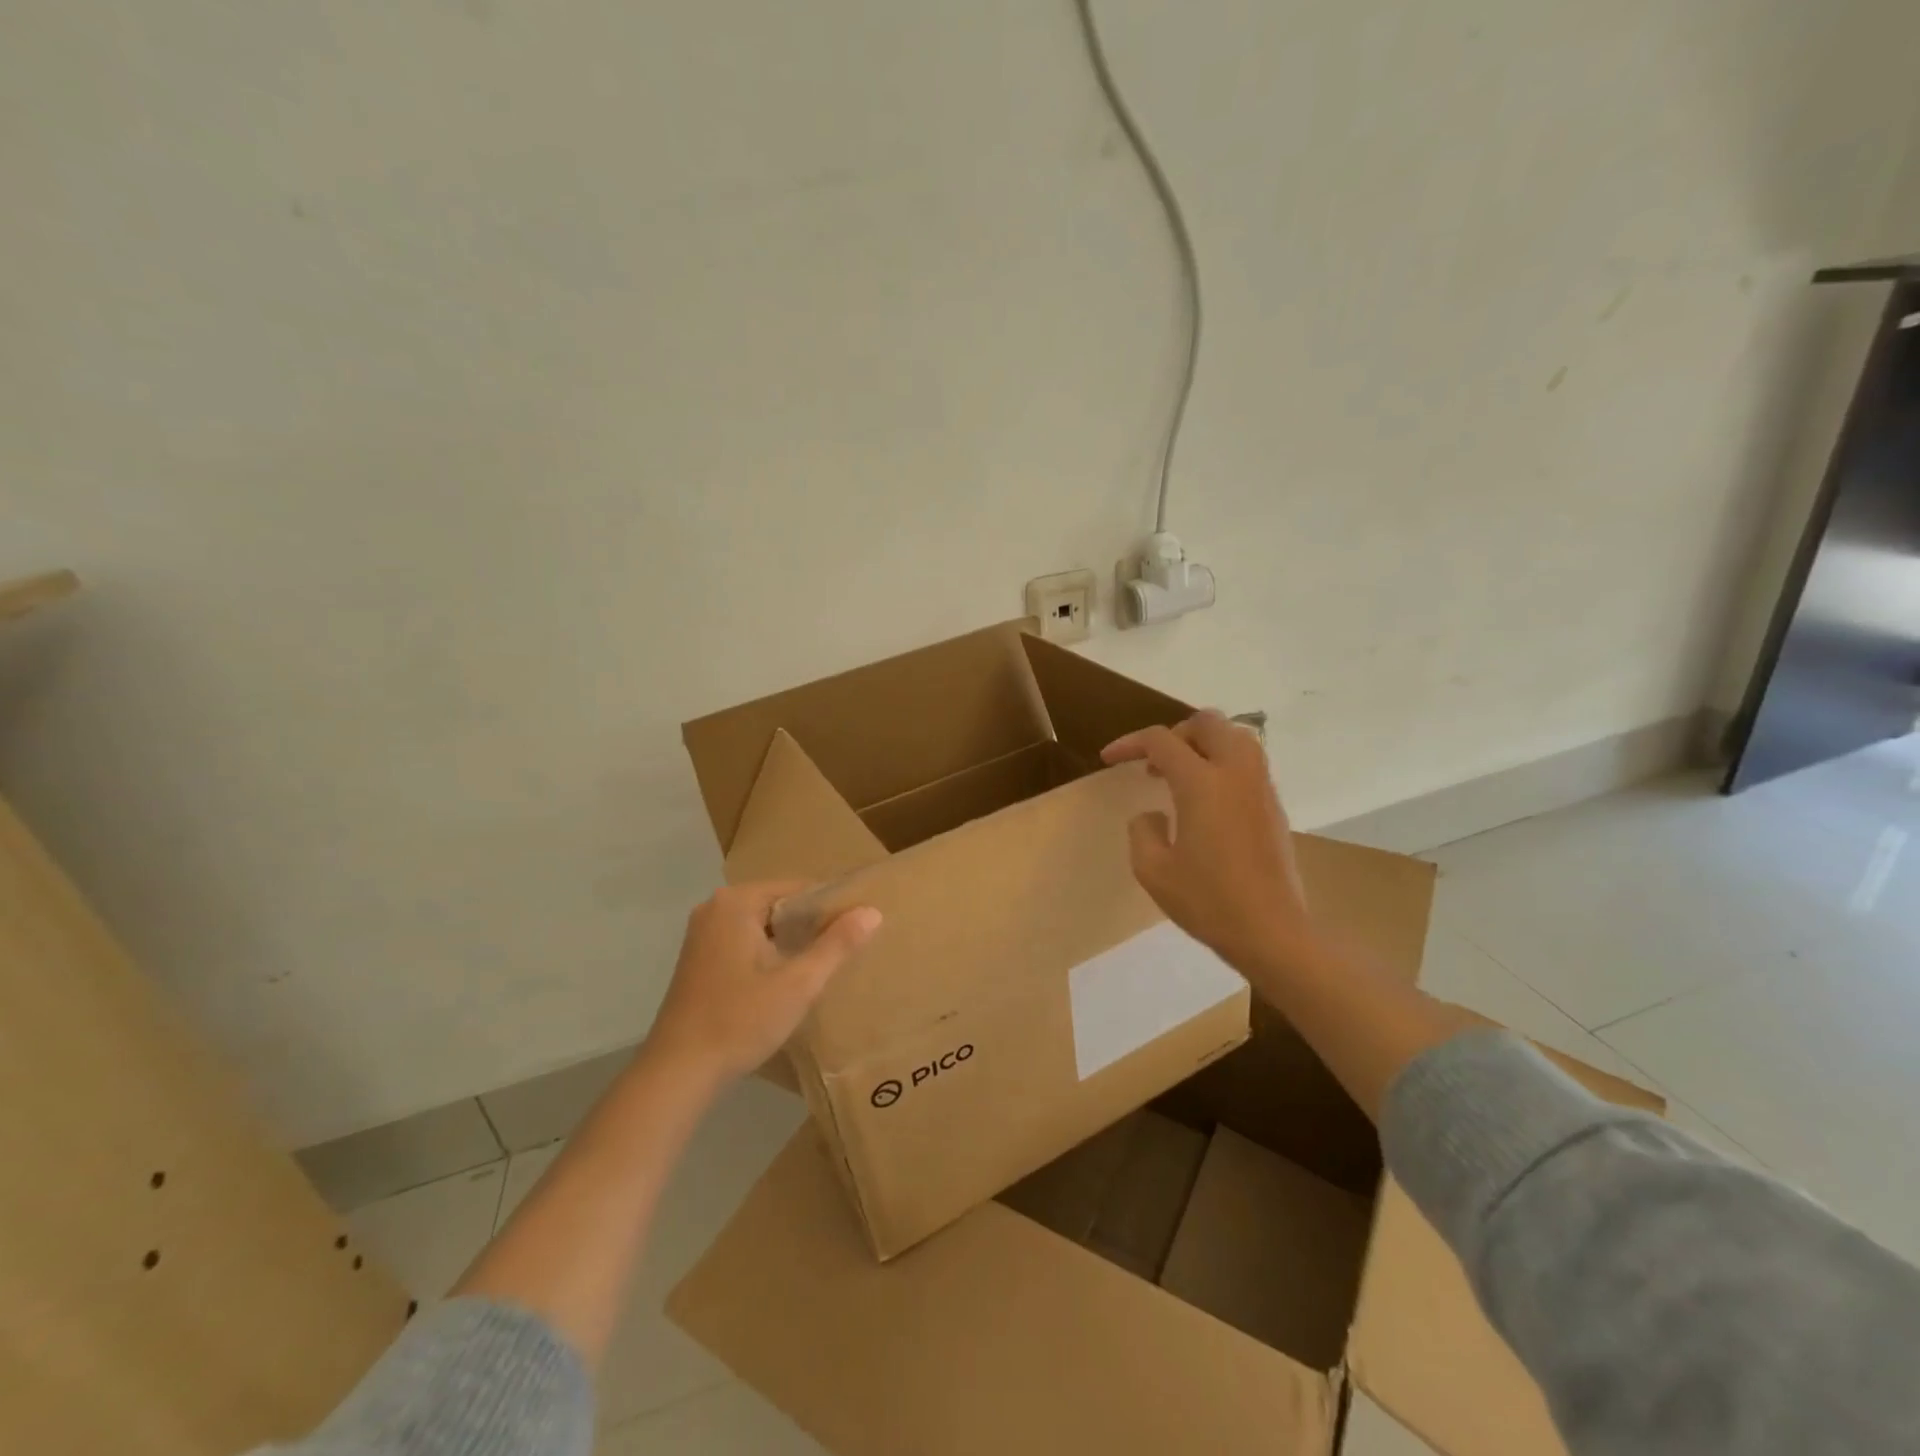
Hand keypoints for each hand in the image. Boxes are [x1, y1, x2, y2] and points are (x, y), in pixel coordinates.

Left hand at [645, 882, 880, 1084]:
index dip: (831, 906)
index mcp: (736, 902)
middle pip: (779, 904)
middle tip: (846, 948)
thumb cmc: (740, 1020)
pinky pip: (745, 940)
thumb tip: (872, 911)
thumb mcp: (798, 984)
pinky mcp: (698, 958)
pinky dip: (768, 952)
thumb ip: (837, 944)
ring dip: (790, 941)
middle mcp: (715, 908)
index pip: (798, 888)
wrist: (677, 1072)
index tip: (857, 928)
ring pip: (762, 924)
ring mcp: (702, 934)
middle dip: (811, 924)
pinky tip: (787, 978)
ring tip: (824, 963)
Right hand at [1101, 711, 1313, 983]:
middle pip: (1206, 723)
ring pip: (1235, 736)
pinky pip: (1248, 762)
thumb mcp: (1153, 871)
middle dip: (1174, 733)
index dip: (1129, 743)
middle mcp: (1235, 773)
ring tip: (1181, 775)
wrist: (1272, 932)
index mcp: (1202, 783)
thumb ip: (1142, 831)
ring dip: (1203, 744)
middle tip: (1154, 763)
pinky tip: (1207, 800)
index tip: (1109, 759)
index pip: (1161, 741)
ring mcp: (1261, 787)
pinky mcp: (1274, 806)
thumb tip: (1153, 815)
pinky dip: (1223, 763)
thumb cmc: (1209, 902)